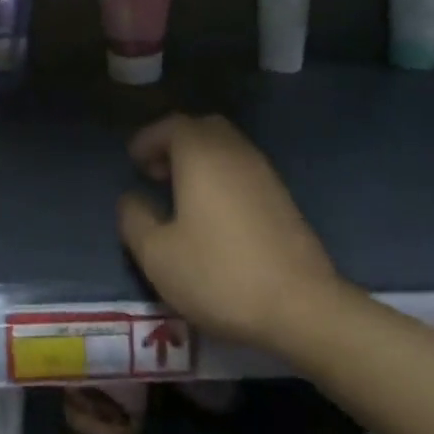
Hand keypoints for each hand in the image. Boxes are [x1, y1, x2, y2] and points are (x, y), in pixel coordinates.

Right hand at [118, 113, 339, 349]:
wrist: (302, 307)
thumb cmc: (219, 274)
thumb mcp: (157, 255)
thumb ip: (134, 219)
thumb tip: (130, 199)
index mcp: (201, 154)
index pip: (171, 125)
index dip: (147, 139)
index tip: (133, 162)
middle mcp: (234, 152)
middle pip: (202, 128)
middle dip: (175, 143)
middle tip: (157, 173)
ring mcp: (263, 173)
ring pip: (226, 148)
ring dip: (200, 160)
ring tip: (182, 195)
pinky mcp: (282, 198)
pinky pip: (243, 170)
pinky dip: (223, 177)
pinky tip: (214, 214)